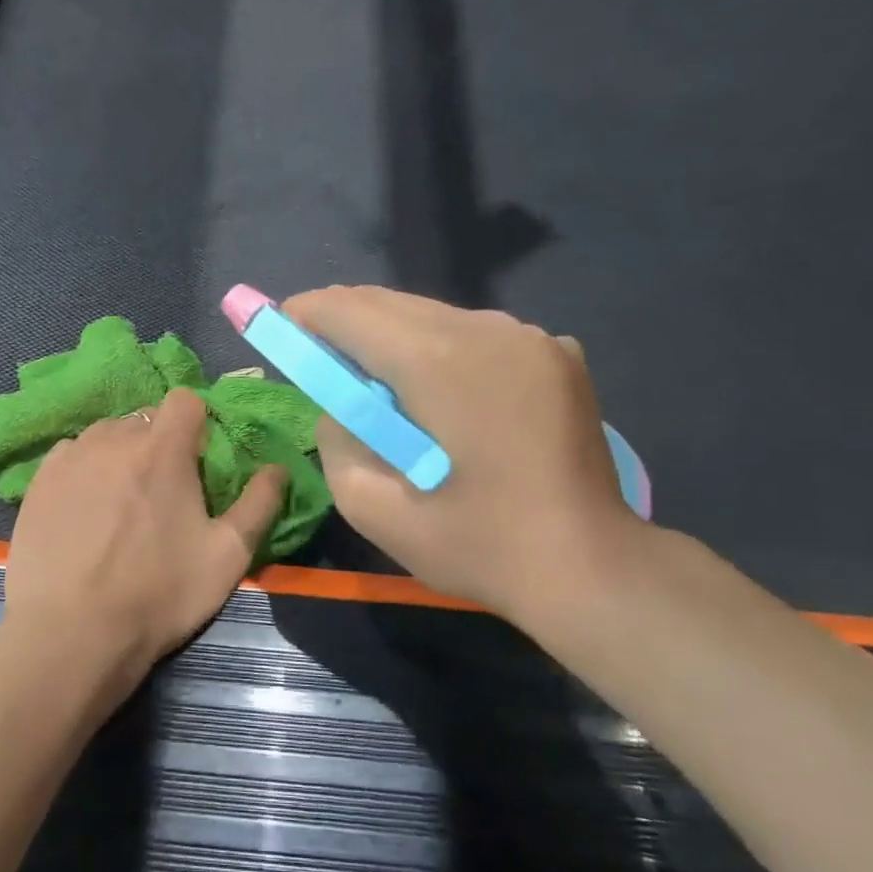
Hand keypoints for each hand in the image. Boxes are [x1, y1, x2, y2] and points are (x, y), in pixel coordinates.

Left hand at [5, 388, 286, 700]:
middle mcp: (113, 439)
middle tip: (162, 491)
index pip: (183, 400)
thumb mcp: (228, 556)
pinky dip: (84, 470)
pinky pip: (71, 455)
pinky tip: (84, 509)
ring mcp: (70, 458)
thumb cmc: (159, 593)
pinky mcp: (39, 481)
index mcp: (162, 450)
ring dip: (120, 454)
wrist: (72, 633)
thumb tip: (277, 468)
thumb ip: (259, 504)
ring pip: (105, 435)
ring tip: (120, 501)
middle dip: (159, 443)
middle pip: (144, 419)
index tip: (197, 460)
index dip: (196, 423)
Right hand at [283, 286, 644, 624]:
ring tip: (374, 381)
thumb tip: (339, 405)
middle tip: (315, 354)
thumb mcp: (376, 510)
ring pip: (435, 316)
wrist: (592, 567)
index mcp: (441, 364)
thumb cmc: (479, 547)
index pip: (353, 312)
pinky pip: (477, 335)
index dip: (307, 312)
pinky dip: (442, 351)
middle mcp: (488, 330)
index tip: (280, 325)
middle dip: (344, 321)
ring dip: (392, 337)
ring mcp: (531, 337)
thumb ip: (336, 443)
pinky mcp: (556, 353)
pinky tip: (441, 395)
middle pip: (393, 304)